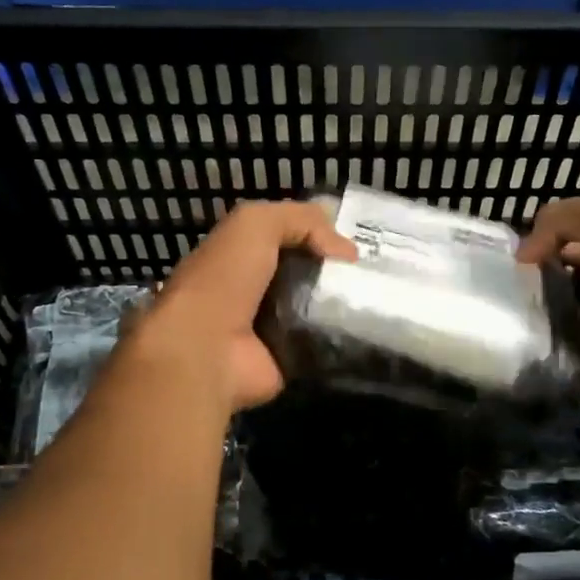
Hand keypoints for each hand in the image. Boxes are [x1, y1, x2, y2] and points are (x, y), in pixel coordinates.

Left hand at [132, 200, 355, 412]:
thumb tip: (345, 250)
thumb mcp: (256, 224)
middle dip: (339, 271)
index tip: (354, 243)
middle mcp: (257, 290)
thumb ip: (300, 219)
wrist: (205, 349)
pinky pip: (324, 342)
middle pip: (309, 273)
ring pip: (321, 307)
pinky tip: (365, 328)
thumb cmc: (225, 278)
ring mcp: (273, 328)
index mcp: (241, 255)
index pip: (288, 237)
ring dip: (345, 303)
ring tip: (374, 298)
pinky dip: (343, 337)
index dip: (321, 235)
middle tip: (371, 272)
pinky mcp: (288, 359)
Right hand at [517, 196, 579, 405]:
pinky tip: (511, 334)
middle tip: (498, 283)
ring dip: (519, 308)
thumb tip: (524, 255)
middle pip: (547, 275)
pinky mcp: (578, 354)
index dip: (536, 241)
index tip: (509, 255)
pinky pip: (542, 344)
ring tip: (498, 309)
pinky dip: (525, 340)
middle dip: (521, 277)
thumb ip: (558, 219)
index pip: (562, 239)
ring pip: (540, 309)